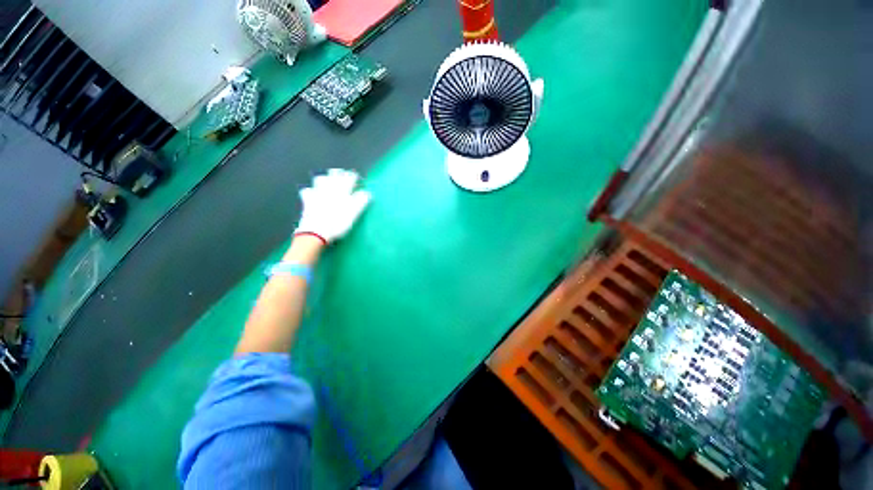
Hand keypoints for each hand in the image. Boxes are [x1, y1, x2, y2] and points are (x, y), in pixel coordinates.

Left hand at [295, 169, 370, 243]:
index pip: (350, 177)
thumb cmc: (338, 223)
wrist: (316, 232)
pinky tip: (313, 193)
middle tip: (344, 177)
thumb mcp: (354, 212)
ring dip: (325, 178)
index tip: (358, 180)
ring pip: (320, 178)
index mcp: (342, 190)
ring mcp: (317, 193)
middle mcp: (329, 188)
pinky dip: (311, 190)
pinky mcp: (308, 200)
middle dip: (340, 173)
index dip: (354, 177)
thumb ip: (362, 200)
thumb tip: (367, 193)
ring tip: (329, 182)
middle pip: (334, 174)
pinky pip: (308, 191)